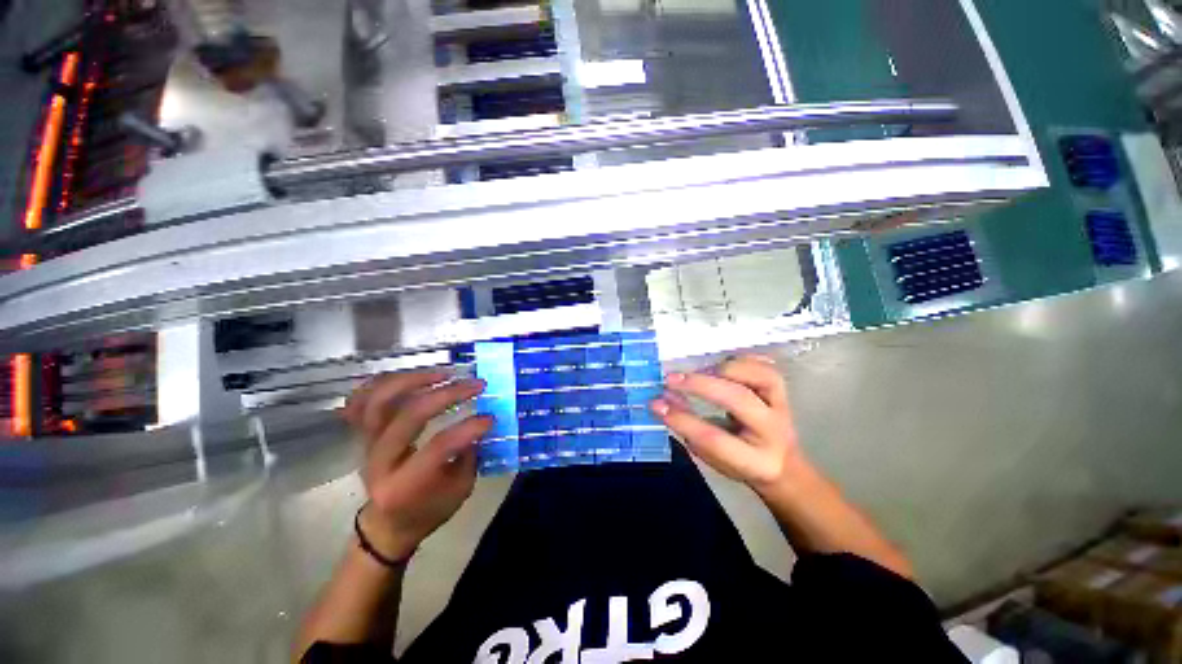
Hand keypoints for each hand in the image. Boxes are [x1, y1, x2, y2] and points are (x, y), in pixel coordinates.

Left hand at [342, 371, 492, 560]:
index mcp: (404, 485)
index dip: (468, 428)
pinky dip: (382, 383)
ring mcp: (366, 445)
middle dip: (448, 394)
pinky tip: (409, 377)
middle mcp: (380, 462)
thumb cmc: (429, 509)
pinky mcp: (362, 434)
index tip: (491, 417)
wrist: (388, 523)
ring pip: (379, 401)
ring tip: (443, 374)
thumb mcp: (460, 489)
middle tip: (476, 385)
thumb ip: (469, 453)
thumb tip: (481, 418)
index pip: (438, 447)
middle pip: (409, 416)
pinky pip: (360, 400)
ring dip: (414, 380)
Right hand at [651, 355, 807, 490]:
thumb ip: (688, 428)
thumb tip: (662, 400)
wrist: (783, 464)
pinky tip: (722, 364)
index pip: (715, 439)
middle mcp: (774, 432)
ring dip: (724, 369)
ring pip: (761, 377)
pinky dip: (742, 360)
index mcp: (755, 461)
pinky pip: (766, 366)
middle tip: (670, 379)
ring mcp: (782, 407)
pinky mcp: (783, 391)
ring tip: (699, 371)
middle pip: (739, 400)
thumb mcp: (710, 455)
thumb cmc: (738, 462)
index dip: (683, 420)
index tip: (656, 404)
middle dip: (700, 385)